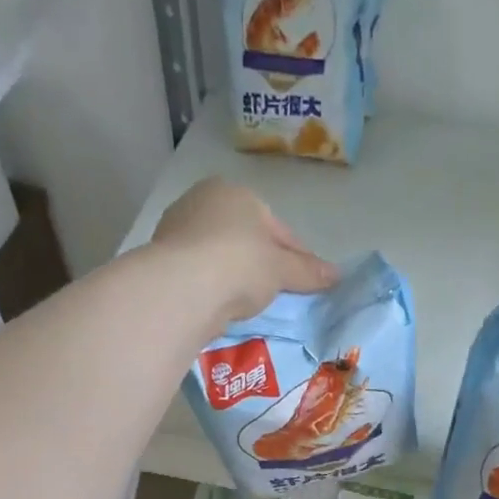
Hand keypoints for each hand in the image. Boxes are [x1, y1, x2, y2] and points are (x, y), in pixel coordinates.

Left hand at [150, 177, 336, 324]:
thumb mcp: (282, 269)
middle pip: (246, 238)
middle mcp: (202, 202)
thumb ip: (308, 271)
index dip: (297, 255)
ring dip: (236, 275)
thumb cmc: (240, 264)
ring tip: (251, 304)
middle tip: (281, 293)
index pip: (277, 227)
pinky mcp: (161, 259)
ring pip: (220, 255)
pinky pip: (200, 273)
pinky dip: (214, 287)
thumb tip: (337, 274)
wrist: (183, 288)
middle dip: (263, 263)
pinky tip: (224, 306)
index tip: (310, 279)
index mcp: (235, 193)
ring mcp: (176, 230)